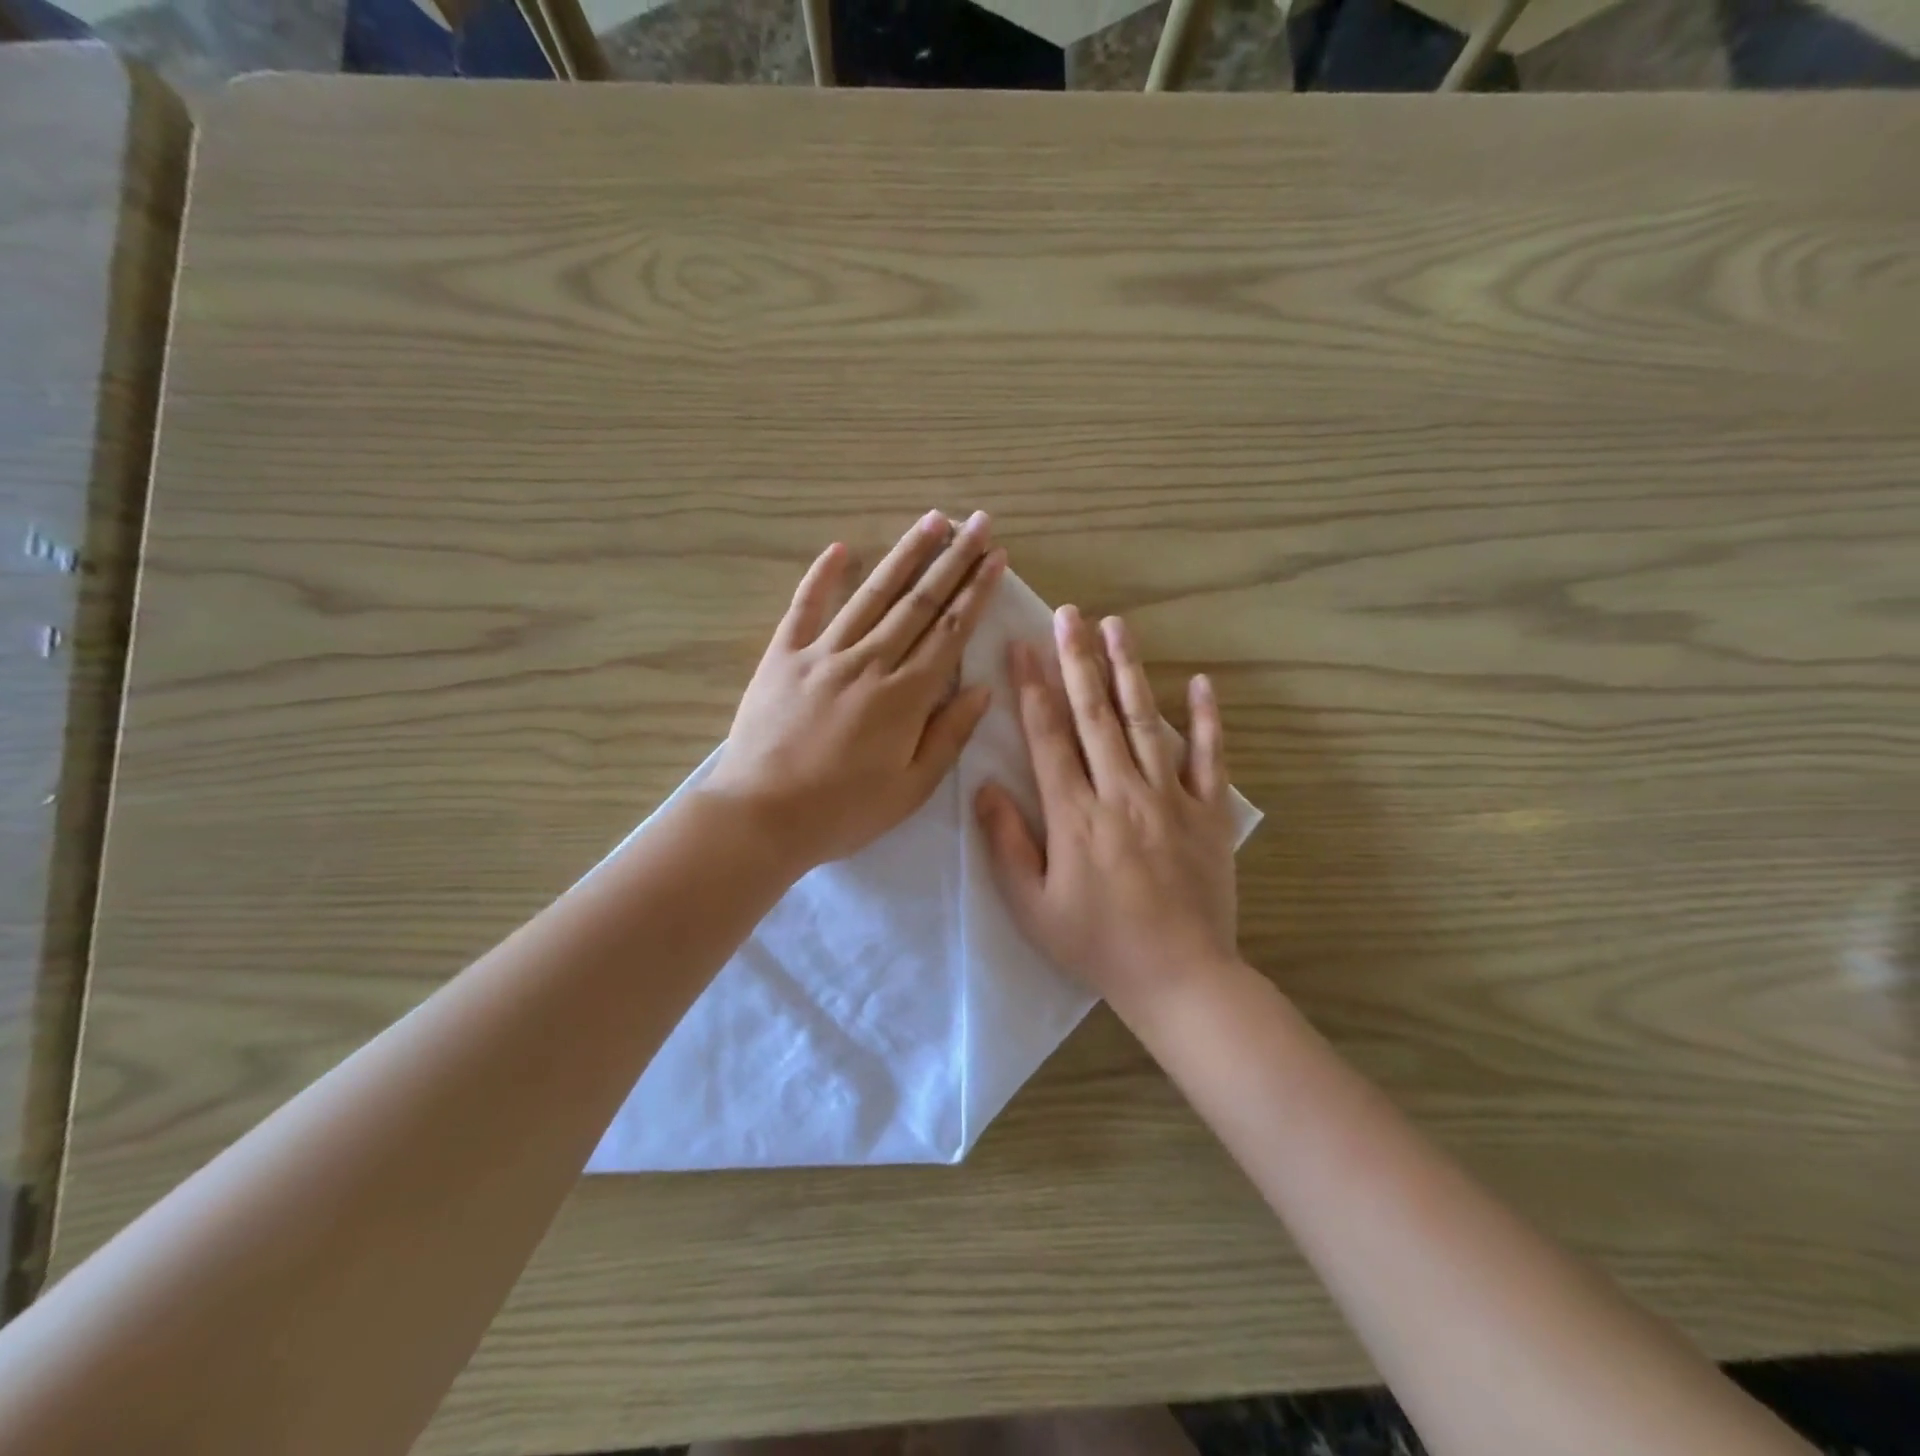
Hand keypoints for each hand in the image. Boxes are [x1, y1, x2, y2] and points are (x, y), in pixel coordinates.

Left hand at [704, 510, 1006, 871]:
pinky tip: (841, 549)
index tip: (995, 557)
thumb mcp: (911, 788)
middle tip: (976, 522)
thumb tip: (982, 689)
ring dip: (904, 555)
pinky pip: (805, 607)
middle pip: (918, 602)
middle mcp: (869, 662)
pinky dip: (822, 576)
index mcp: (905, 696)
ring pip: (872, 595)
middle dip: (952, 559)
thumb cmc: (843, 811)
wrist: (761, 817)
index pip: (950, 631)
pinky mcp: (783, 657)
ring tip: (931, 521)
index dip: (976, 591)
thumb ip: (949, 735)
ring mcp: (823, 654)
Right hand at [975, 606, 1238, 1019]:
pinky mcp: (1209, 812)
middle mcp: (1121, 792)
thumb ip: (1007, 843)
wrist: (1179, 977)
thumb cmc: (1096, 945)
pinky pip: (1210, 757)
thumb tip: (984, 786)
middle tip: (1068, 614)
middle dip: (1077, 659)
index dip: (1032, 687)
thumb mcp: (1032, 906)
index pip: (1048, 737)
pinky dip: (1206, 718)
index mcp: (1075, 815)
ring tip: (1117, 626)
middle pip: (1095, 714)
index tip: (1021, 646)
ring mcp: (1170, 798)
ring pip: (1146, 721)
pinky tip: (1200, 682)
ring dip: (1129, 671)